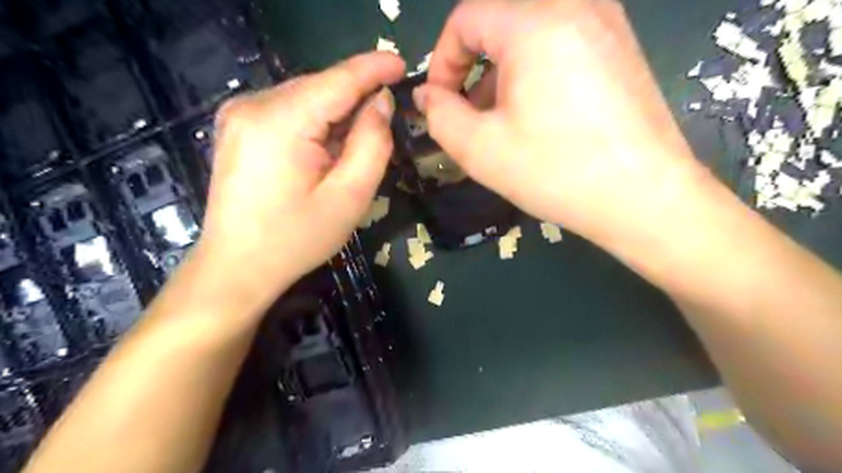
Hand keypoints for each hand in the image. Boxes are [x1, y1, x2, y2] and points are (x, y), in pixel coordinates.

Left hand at [194, 52, 404, 309]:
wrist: (236, 267)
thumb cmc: (296, 239)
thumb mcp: (349, 197)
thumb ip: (372, 144)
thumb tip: (380, 103)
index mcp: (281, 121)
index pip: (338, 80)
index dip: (373, 68)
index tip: (402, 64)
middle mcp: (253, 105)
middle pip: (320, 88)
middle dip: (356, 99)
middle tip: (385, 123)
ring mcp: (239, 114)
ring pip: (305, 98)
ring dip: (336, 114)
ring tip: (352, 147)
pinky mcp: (237, 128)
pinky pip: (289, 111)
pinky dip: (315, 122)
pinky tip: (324, 149)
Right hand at [418, 0, 704, 245]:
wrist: (644, 197)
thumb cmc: (555, 171)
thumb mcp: (479, 149)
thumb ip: (439, 115)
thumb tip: (428, 95)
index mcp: (535, 21)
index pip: (465, 18)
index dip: (442, 61)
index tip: (441, 104)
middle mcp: (575, 5)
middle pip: (499, 22)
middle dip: (472, 67)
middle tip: (470, 113)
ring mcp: (606, 22)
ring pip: (530, 31)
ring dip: (503, 70)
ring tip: (503, 119)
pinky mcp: (621, 46)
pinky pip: (561, 41)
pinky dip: (535, 69)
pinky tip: (539, 113)